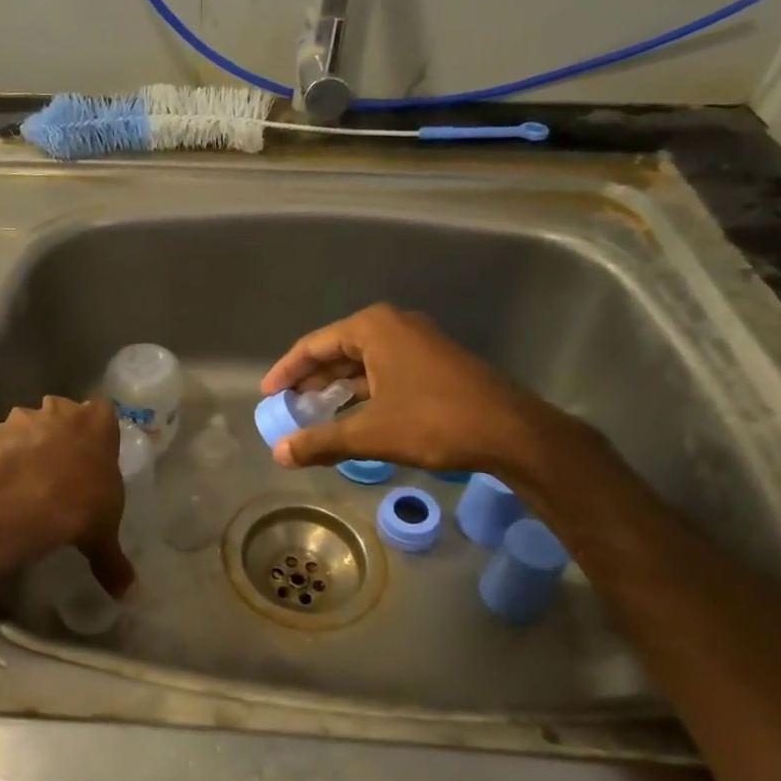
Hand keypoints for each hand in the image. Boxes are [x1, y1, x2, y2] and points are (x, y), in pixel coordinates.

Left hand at [0, 396, 134, 596]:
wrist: (27, 502)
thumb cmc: (82, 505)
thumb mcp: (104, 535)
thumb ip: (115, 561)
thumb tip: (131, 596)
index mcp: (99, 422)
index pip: (103, 414)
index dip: (96, 433)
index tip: (92, 456)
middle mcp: (63, 411)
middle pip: (63, 413)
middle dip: (61, 433)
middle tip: (60, 467)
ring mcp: (26, 418)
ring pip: (28, 424)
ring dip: (28, 443)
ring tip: (28, 478)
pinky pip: (0, 442)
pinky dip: (0, 457)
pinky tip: (3, 482)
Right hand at [260, 304, 560, 474]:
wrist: (512, 432)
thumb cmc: (434, 422)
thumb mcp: (370, 433)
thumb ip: (320, 441)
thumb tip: (278, 454)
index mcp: (373, 328)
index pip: (314, 345)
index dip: (286, 371)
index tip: (268, 394)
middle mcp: (394, 325)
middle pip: (337, 350)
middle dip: (311, 380)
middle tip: (287, 406)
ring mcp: (418, 343)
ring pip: (362, 362)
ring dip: (337, 388)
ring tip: (313, 414)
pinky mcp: (434, 363)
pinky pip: (384, 371)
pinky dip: (363, 391)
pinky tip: (352, 416)